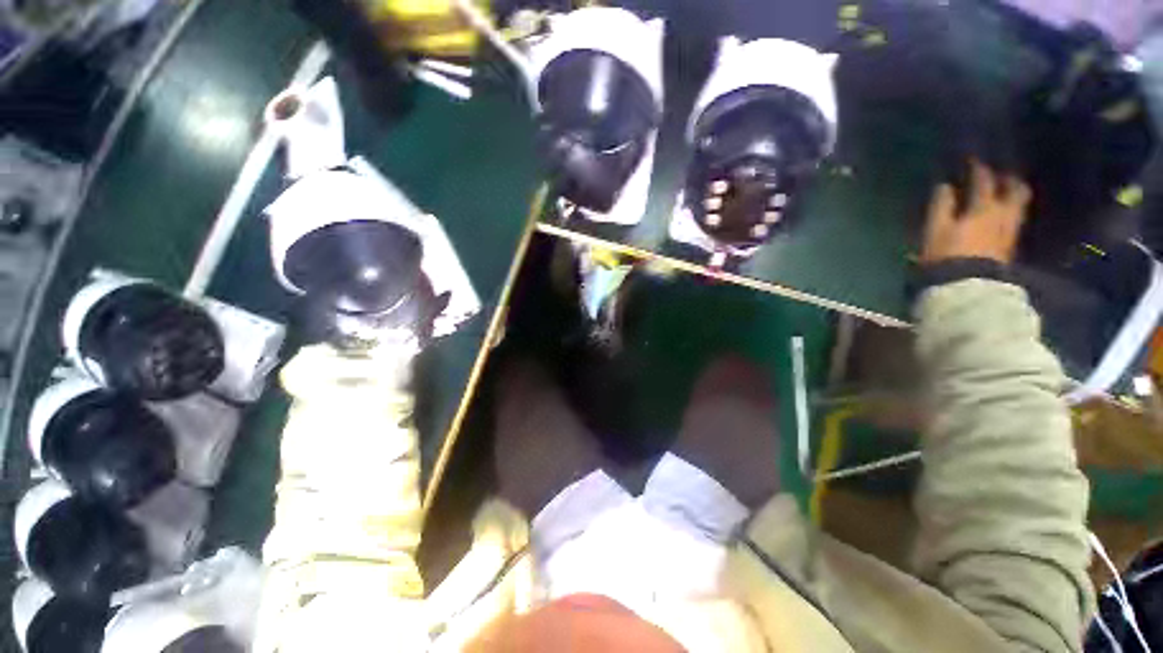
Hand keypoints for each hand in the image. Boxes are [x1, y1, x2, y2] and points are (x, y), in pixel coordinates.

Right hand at [922, 160, 1031, 264]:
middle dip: (1009, 179)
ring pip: (1019, 206)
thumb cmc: (946, 255)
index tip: (973, 160)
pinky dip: (1012, 211)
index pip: (983, 181)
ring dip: (1014, 195)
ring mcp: (1010, 231)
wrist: (966, 287)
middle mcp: (1003, 214)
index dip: (978, 169)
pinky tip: (1005, 213)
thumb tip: (945, 187)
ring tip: (1007, 192)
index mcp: (983, 208)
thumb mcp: (936, 230)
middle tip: (1002, 173)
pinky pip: (1015, 220)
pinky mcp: (1010, 246)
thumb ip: (942, 207)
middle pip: (1015, 190)